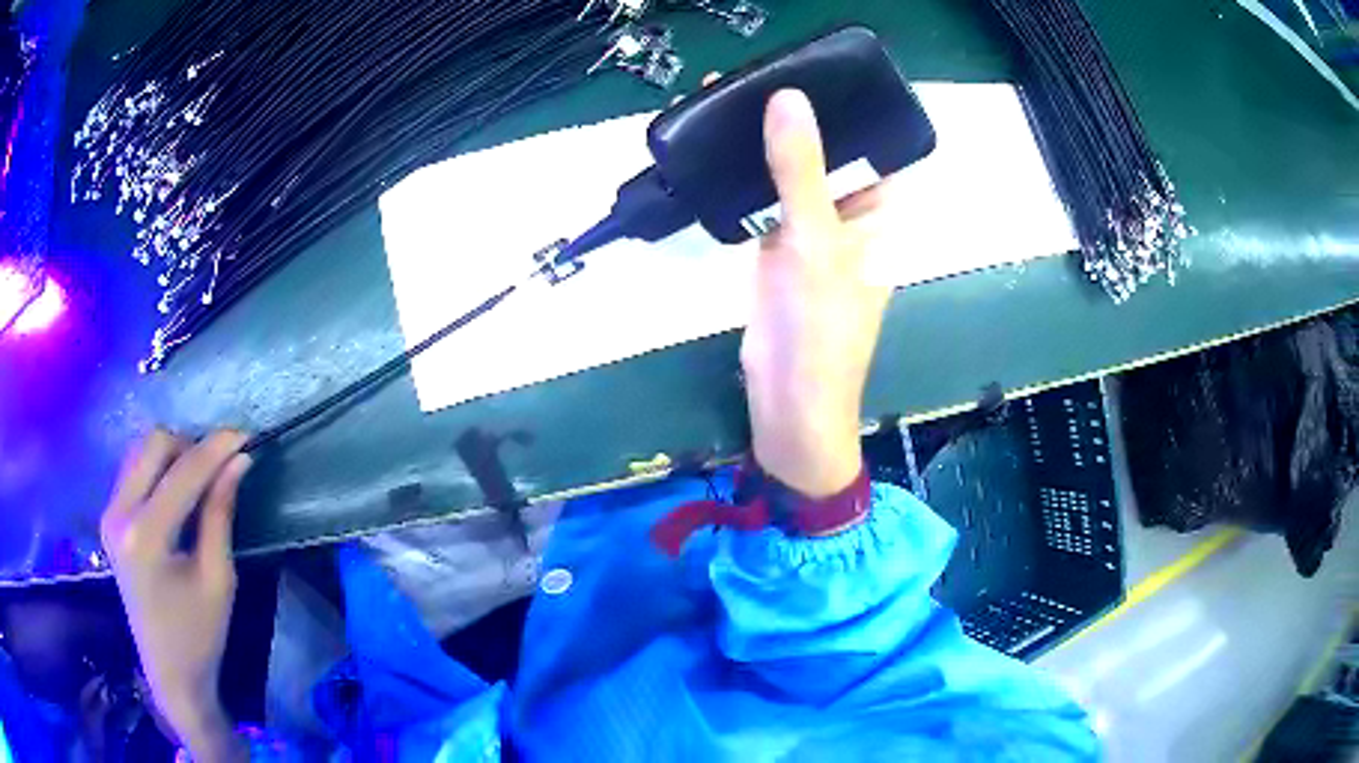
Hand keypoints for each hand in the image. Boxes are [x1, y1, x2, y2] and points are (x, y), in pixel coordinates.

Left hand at [101, 429, 250, 761]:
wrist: (169, 673)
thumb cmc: (199, 635)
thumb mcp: (218, 579)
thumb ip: (220, 514)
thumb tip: (238, 461)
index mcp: (145, 537)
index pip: (182, 473)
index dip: (215, 449)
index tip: (245, 436)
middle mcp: (119, 513)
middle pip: (154, 444)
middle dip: (190, 446)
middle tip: (219, 467)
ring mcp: (109, 512)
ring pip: (140, 450)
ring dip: (173, 454)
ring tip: (199, 479)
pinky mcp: (109, 517)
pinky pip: (133, 469)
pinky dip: (157, 469)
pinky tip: (176, 492)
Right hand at [741, 89, 892, 496]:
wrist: (787, 401)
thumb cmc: (821, 326)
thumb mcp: (815, 240)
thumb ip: (801, 169)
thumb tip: (788, 99)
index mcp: (883, 211)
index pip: (876, 142)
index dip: (851, 105)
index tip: (815, 70)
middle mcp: (854, 214)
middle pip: (829, 152)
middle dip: (797, 119)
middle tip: (757, 77)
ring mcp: (813, 230)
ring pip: (792, 174)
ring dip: (766, 144)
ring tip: (732, 100)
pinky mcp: (778, 247)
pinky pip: (763, 200)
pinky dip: (744, 177)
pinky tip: (719, 147)